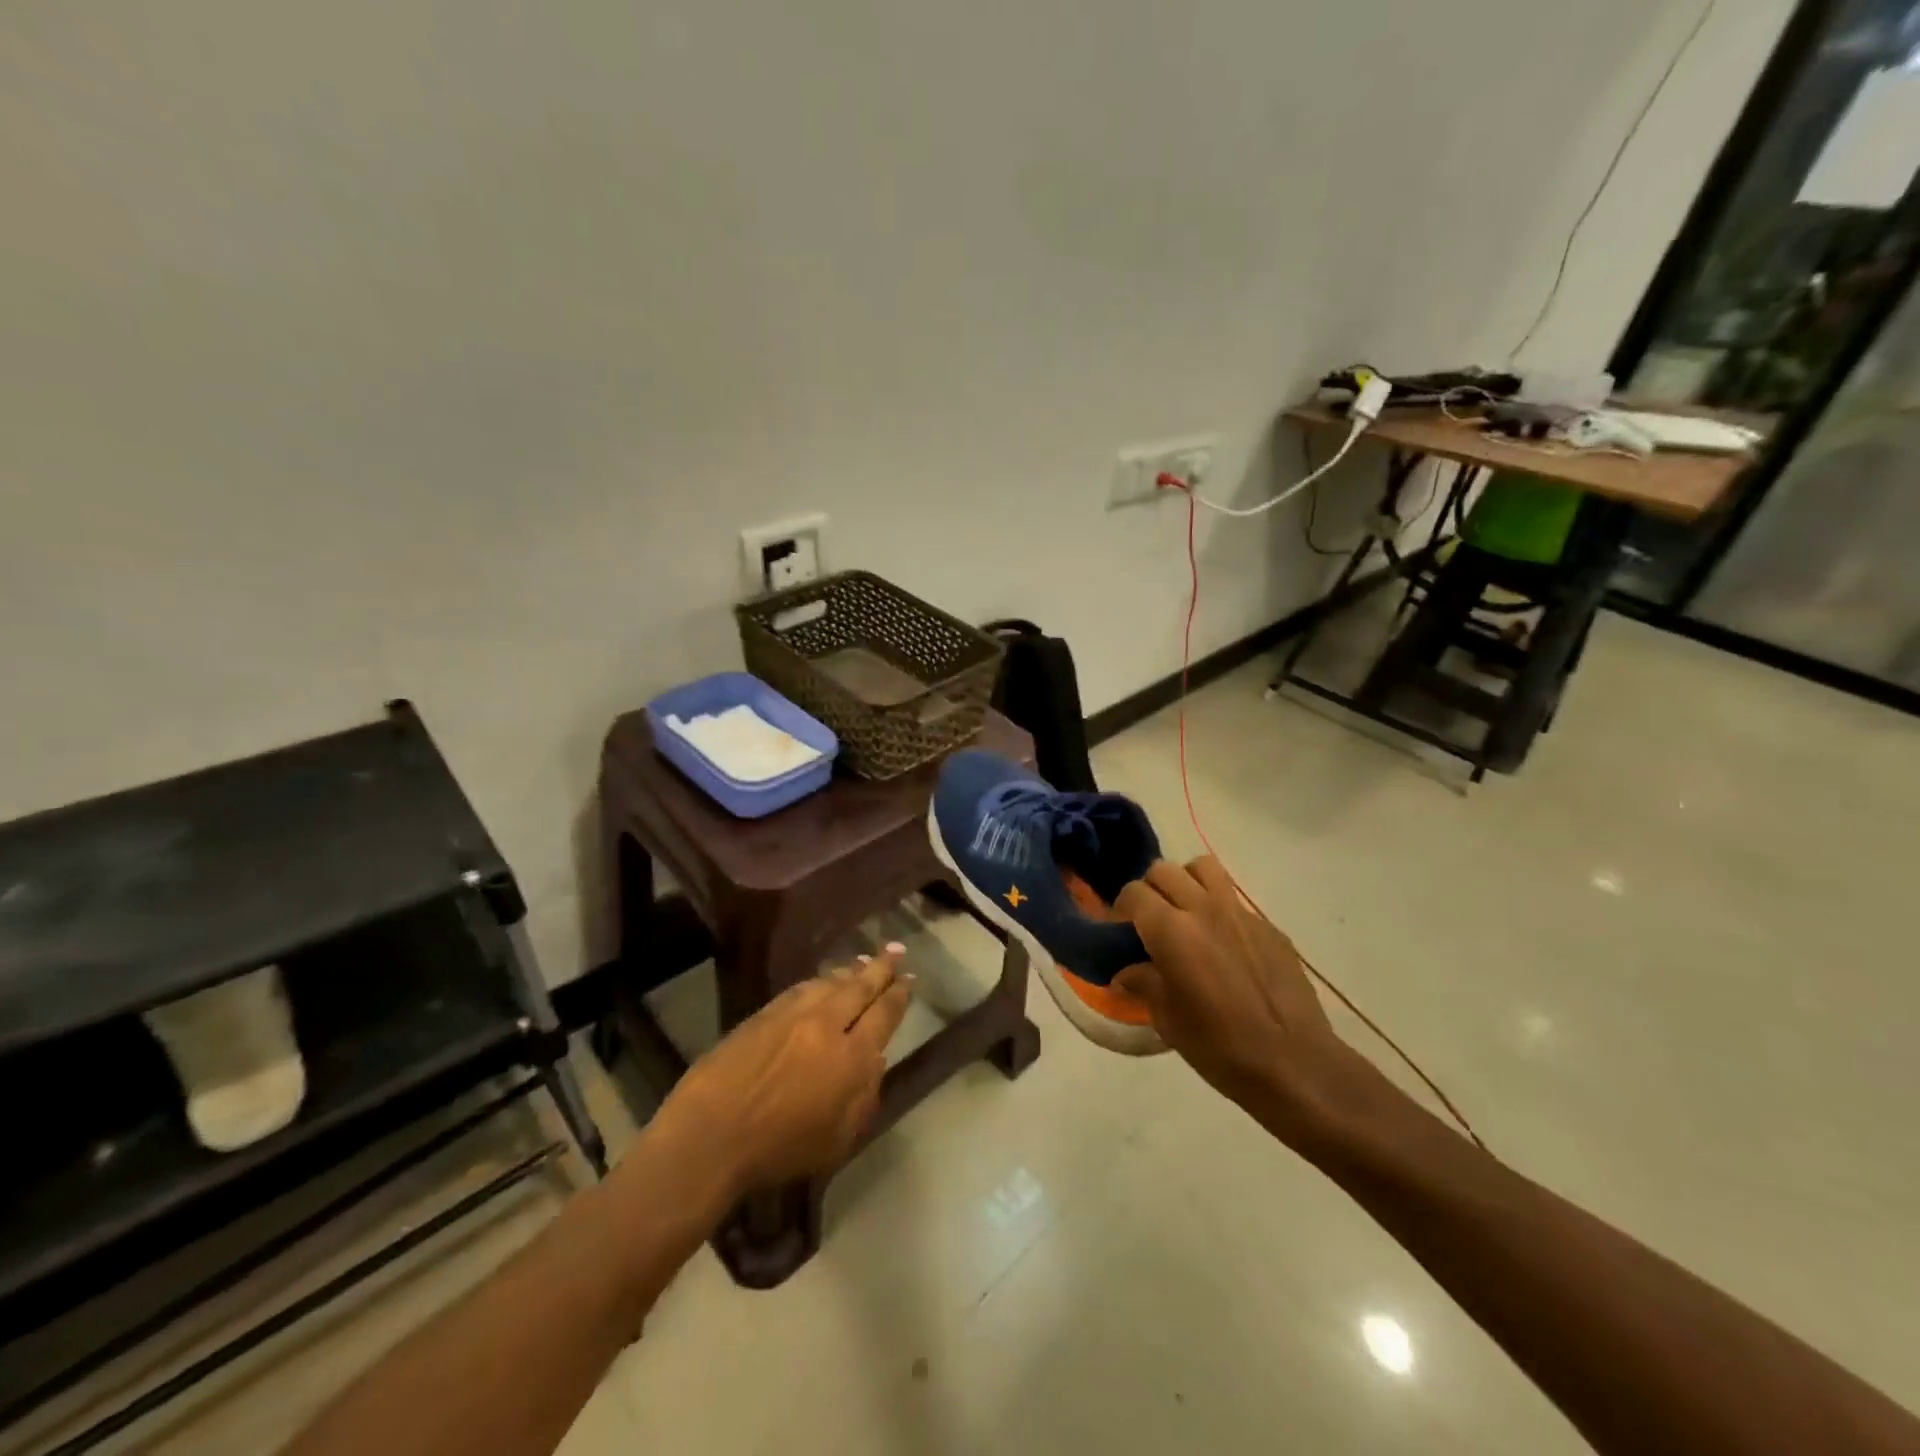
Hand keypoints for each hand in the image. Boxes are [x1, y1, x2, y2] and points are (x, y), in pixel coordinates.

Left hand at [652, 948, 911, 1196]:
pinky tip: (822, 980)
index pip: (884, 1015)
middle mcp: (826, 1025)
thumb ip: (863, 1097)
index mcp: (851, 1058)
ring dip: (851, 970)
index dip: (899, 995)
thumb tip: (875, 1060)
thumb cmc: (778, 1151)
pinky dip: (819, 981)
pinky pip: (801, 988)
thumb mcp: (837, 1141)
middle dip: (881, 967)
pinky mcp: (764, 1013)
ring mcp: (793, 1014)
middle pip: (860, 987)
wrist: (710, 1137)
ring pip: (830, 982)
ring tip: (863, 961)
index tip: (909, 979)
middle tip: (895, 950)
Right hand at [1115, 859, 1362, 1142]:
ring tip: (1184, 914)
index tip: (1120, 932)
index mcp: (1171, 931)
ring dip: (1186, 882)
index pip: (1133, 894)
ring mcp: (1240, 913)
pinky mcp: (1268, 926)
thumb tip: (1125, 973)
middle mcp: (1204, 909)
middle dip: (1149, 890)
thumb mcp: (1168, 1020)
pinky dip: (1219, 908)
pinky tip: (1223, 945)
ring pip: (1203, 868)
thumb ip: (1143, 984)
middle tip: (1149, 923)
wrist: (1295, 1064)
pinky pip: (1234, 899)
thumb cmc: (1220, 1046)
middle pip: (1164, 871)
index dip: (1120, 909)